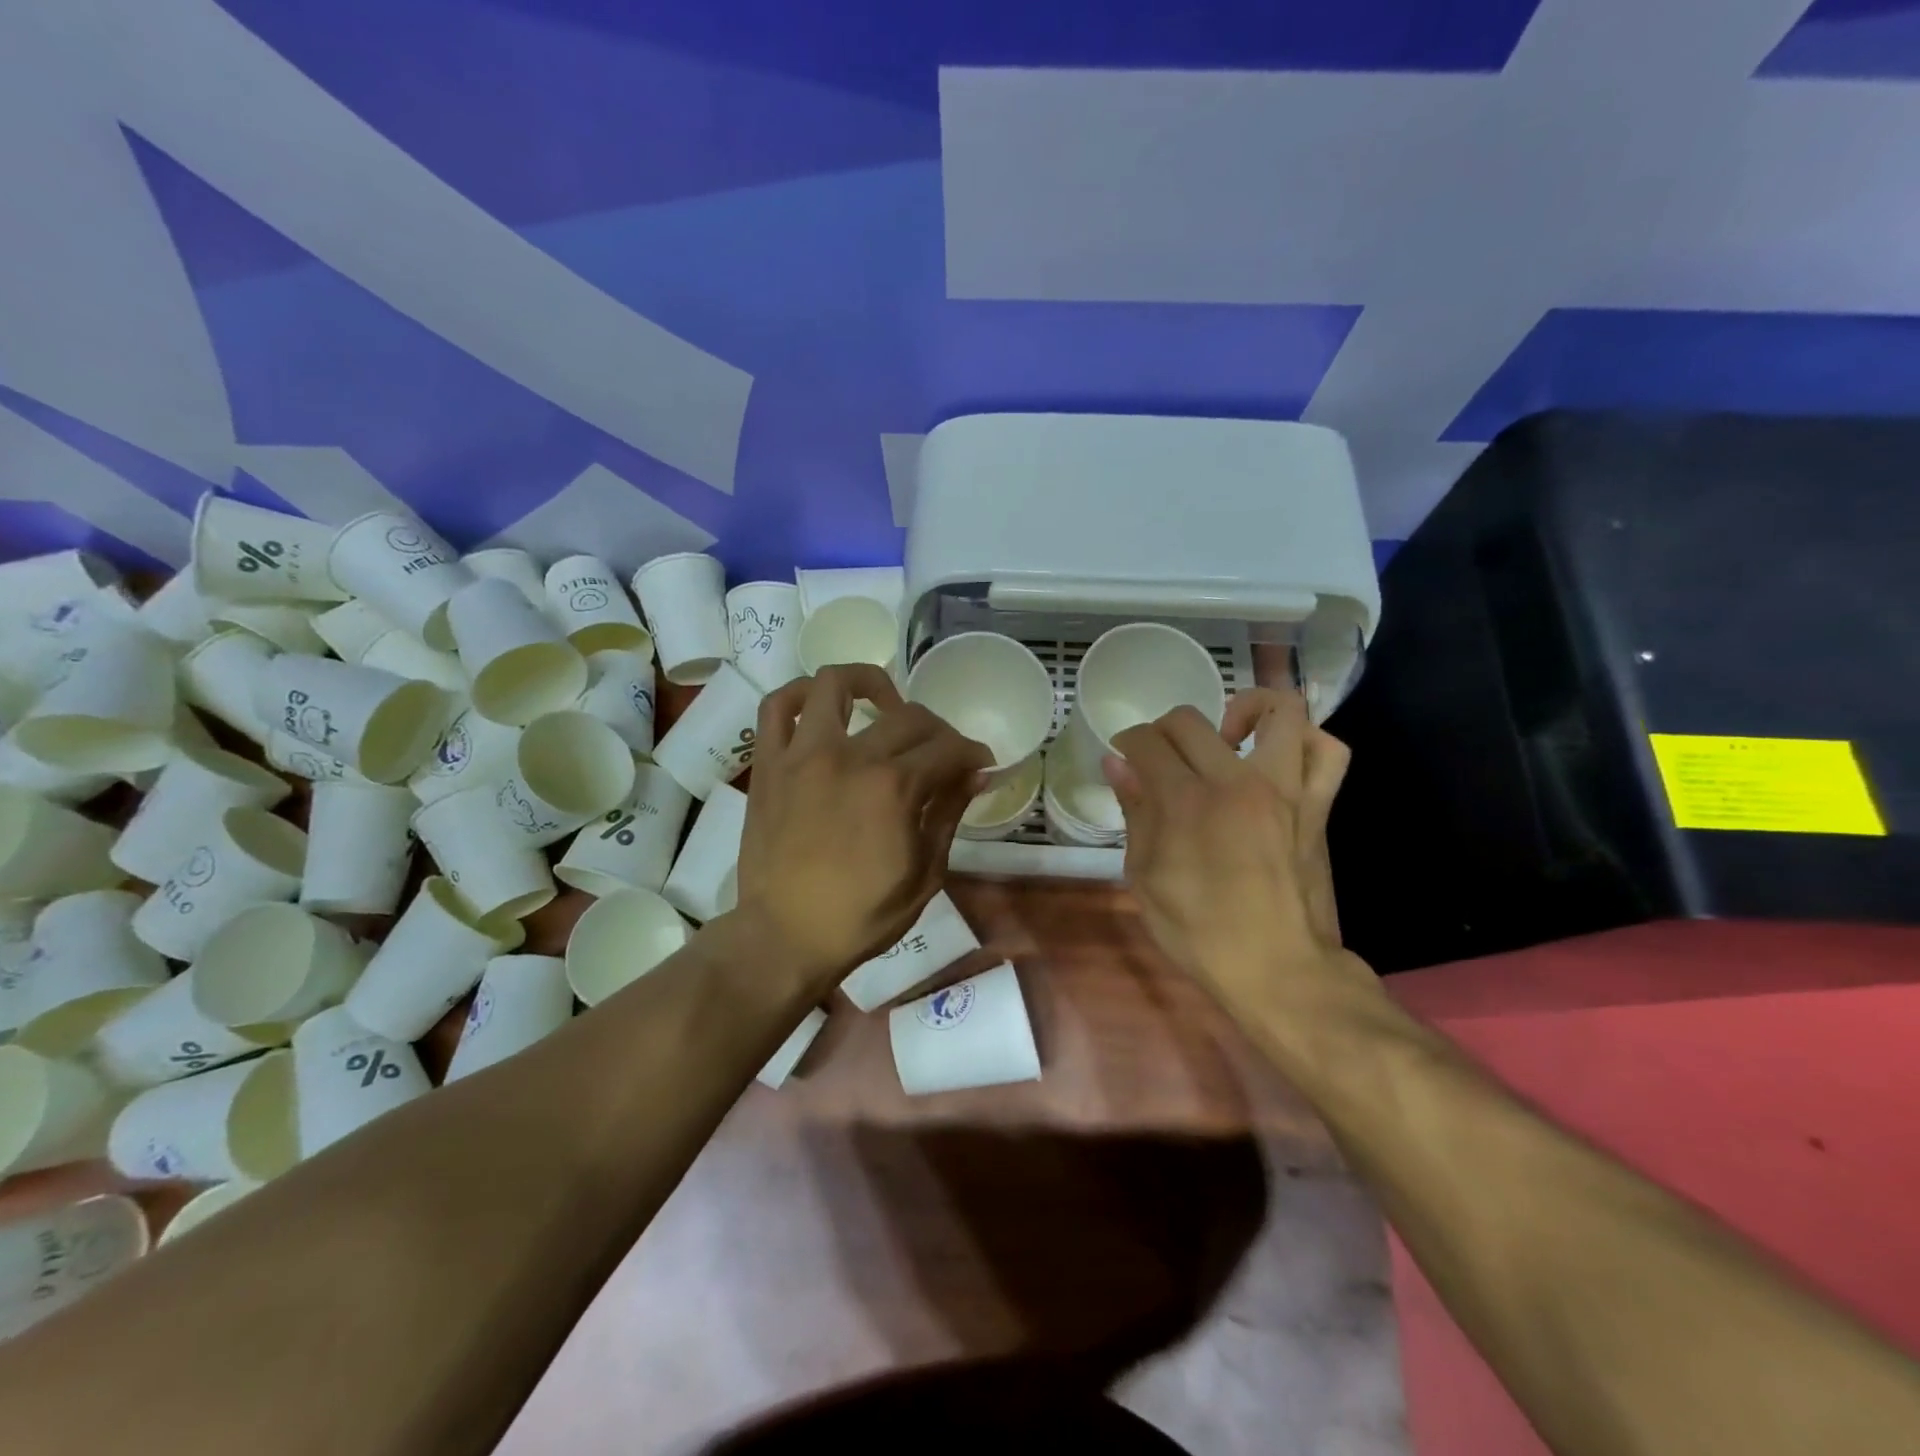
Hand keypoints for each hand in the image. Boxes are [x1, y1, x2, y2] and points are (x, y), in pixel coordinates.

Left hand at [736, 665, 991, 981]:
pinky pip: (776, 707)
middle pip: (907, 717)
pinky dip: (799, 694)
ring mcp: (803, 755)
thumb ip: (949, 813)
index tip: (981, 763)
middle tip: (942, 752)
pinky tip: (820, 707)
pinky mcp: (769, 764)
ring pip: (835, 684)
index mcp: (893, 788)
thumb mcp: (925, 873)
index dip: (972, 753)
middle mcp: (849, 757)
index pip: (947, 749)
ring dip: (868, 683)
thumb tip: (977, 774)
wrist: (785, 937)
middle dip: (938, 730)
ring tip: (883, 705)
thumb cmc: (862, 916)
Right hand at [1103, 688, 1359, 1016]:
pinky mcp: (1317, 806)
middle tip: (1161, 757)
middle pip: (1191, 721)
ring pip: (1278, 711)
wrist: (1280, 970)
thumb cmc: (1200, 932)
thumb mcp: (1146, 878)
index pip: (1148, 742)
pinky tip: (1279, 755)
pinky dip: (1305, 740)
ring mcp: (1285, 790)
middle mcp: (1236, 781)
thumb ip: (1135, 812)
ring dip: (1245, 710)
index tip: (1125, 757)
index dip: (1128, 742)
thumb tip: (1118, 765)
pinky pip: (1328, 751)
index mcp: (1186, 802)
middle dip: (1164, 730)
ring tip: (1227, 737)